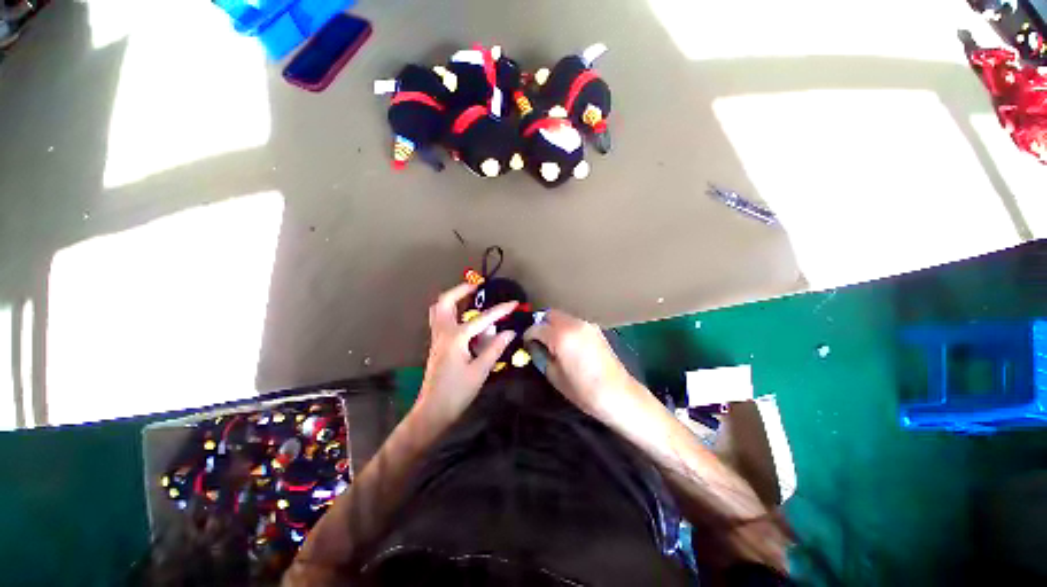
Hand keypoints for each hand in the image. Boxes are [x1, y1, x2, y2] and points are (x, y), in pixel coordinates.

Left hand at [414, 282, 517, 427]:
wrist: (433, 411)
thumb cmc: (457, 392)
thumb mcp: (480, 371)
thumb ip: (495, 348)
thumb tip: (509, 332)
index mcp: (456, 338)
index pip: (482, 319)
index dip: (500, 310)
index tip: (513, 303)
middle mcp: (443, 333)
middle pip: (445, 301)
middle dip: (461, 290)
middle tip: (477, 286)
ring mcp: (436, 338)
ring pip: (439, 309)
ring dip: (453, 298)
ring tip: (470, 296)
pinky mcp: (436, 344)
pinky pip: (440, 319)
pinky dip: (451, 310)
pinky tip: (464, 317)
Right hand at [524, 309, 643, 422]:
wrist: (617, 393)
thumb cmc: (582, 389)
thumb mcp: (554, 375)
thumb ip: (540, 355)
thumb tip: (534, 346)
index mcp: (561, 335)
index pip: (536, 327)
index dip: (528, 335)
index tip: (526, 344)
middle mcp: (574, 323)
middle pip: (549, 314)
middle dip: (540, 325)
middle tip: (538, 340)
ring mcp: (586, 324)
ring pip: (562, 316)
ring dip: (553, 325)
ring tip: (552, 342)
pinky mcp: (595, 329)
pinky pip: (574, 322)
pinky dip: (565, 328)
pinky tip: (567, 343)